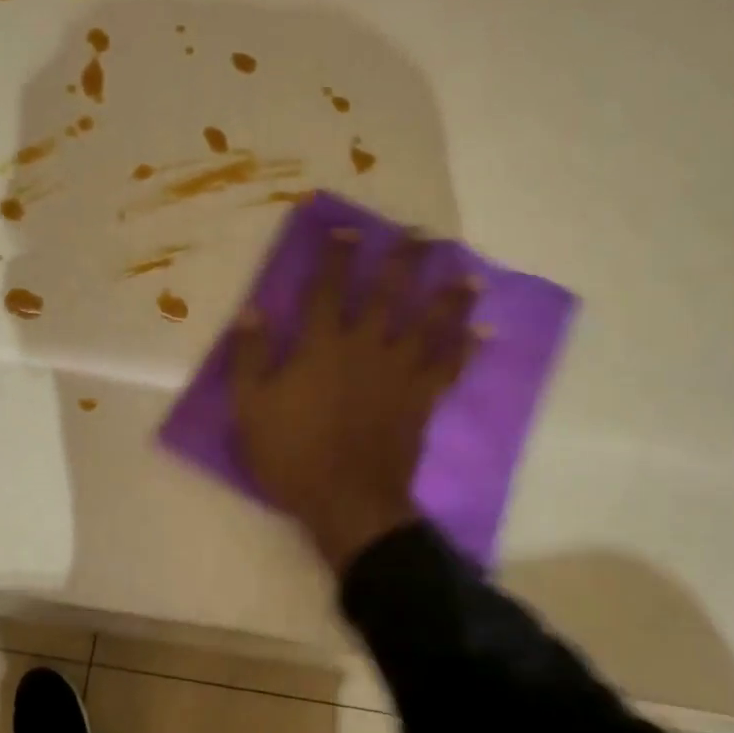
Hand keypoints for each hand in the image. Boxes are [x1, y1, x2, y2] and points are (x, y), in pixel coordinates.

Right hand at [230, 230, 478, 572]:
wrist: (347, 502)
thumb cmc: (293, 455)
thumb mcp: (251, 408)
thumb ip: (249, 357)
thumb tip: (250, 311)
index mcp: (321, 346)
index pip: (327, 290)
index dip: (336, 258)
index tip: (348, 230)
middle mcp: (365, 348)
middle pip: (388, 295)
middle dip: (403, 261)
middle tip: (422, 234)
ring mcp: (399, 374)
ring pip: (429, 325)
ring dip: (448, 296)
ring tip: (468, 272)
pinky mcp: (421, 400)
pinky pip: (449, 368)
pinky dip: (467, 349)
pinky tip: (484, 331)